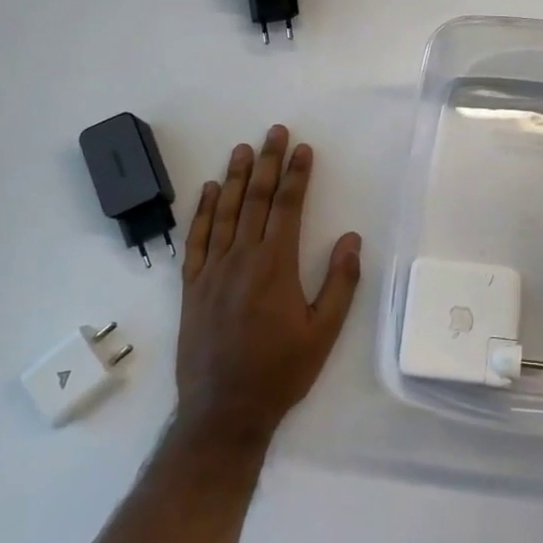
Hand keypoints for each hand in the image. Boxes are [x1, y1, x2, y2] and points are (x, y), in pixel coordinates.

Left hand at [175, 126, 361, 446]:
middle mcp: (241, 258)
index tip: (303, 149)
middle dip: (267, 163)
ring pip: (224, 212)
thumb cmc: (281, 371)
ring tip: (243, 149)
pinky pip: (197, 239)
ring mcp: (212, 270)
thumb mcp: (324, 332)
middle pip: (256, 200)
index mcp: (275, 266)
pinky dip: (203, 212)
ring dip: (235, 178)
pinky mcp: (192, 286)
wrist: (224, 410)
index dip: (296, 175)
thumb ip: (340, 283)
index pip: (287, 207)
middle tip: (274, 132)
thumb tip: (350, 239)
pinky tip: (209, 191)